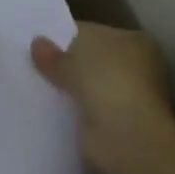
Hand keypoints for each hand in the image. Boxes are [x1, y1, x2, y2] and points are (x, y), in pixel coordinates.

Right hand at [31, 22, 174, 173]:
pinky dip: (74, 114)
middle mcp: (139, 69)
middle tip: (35, 66)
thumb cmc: (107, 82)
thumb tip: (37, 44)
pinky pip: (89, 114)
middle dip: (70, 66)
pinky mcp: (119, 129)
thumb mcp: (71, 58)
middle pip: (93, 63)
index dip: (68, 37)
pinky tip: (49, 111)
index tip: (43, 44)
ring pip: (91, 90)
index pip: (95, 33)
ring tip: (37, 87)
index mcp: (135, 41)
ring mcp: (131, 101)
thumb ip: (53, 53)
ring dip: (71, 92)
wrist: (126, 140)